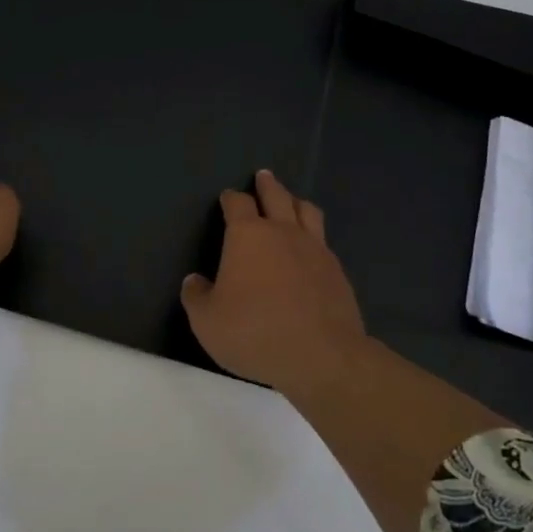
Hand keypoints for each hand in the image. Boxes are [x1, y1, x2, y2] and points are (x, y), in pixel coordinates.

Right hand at [180, 168, 366, 395]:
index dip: (230, 198)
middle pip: (276, 195)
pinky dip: (314, 235)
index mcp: (248, 236)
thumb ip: (196, 296)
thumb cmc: (254, 332)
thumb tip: (195, 281)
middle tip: (263, 176)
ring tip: (291, 201)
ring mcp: (315, 248)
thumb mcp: (207, 321)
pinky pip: (323, 241)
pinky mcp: (336, 270)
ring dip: (295, 201)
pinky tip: (311, 247)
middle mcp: (282, 232)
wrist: (321, 355)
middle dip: (267, 185)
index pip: (237, 204)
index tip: (227, 198)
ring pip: (307, 211)